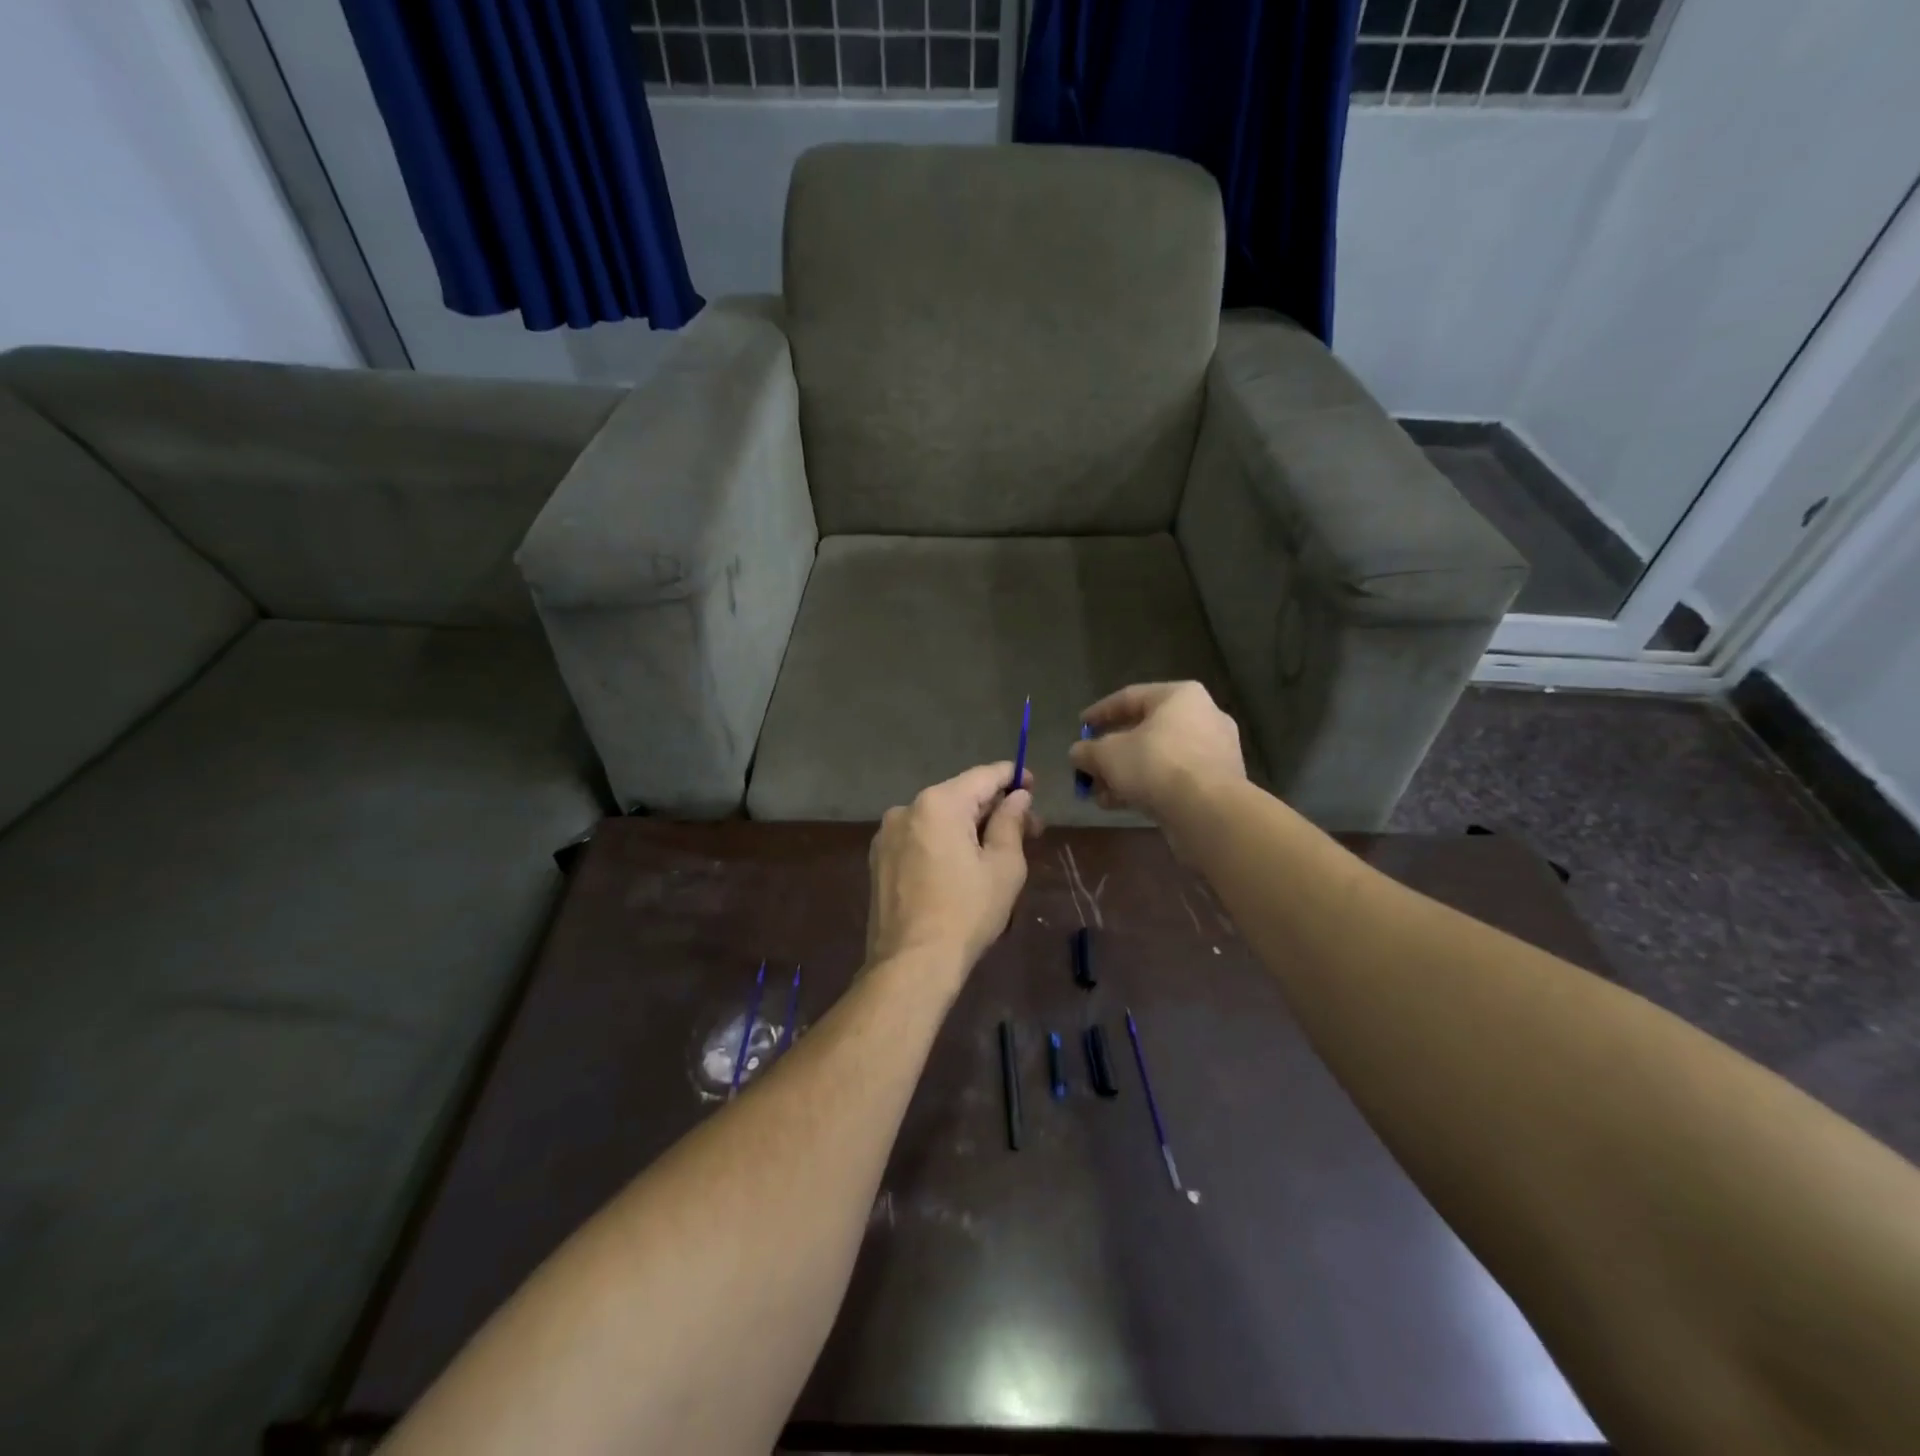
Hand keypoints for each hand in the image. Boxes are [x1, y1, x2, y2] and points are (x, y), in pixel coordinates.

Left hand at [866, 764, 1037, 983]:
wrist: (911, 964)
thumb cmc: (966, 913)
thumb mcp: (1004, 866)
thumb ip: (1011, 822)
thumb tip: (1018, 797)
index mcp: (938, 803)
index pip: (983, 776)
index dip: (1012, 777)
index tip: (1033, 785)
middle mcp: (906, 808)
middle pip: (960, 796)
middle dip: (993, 809)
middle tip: (1028, 830)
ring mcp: (887, 834)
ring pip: (938, 819)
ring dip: (968, 827)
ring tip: (996, 852)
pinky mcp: (879, 859)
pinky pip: (920, 838)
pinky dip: (943, 843)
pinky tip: (961, 867)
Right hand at [1068, 682, 1245, 821]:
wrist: (1207, 810)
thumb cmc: (1155, 765)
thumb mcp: (1107, 755)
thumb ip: (1088, 751)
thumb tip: (1078, 753)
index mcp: (1179, 696)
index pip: (1130, 697)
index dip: (1100, 713)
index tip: (1081, 727)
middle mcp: (1203, 715)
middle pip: (1146, 730)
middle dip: (1113, 752)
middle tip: (1090, 766)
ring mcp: (1216, 749)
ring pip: (1159, 757)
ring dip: (1127, 774)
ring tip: (1101, 793)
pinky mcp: (1219, 781)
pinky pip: (1175, 777)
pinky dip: (1149, 786)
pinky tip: (1123, 804)